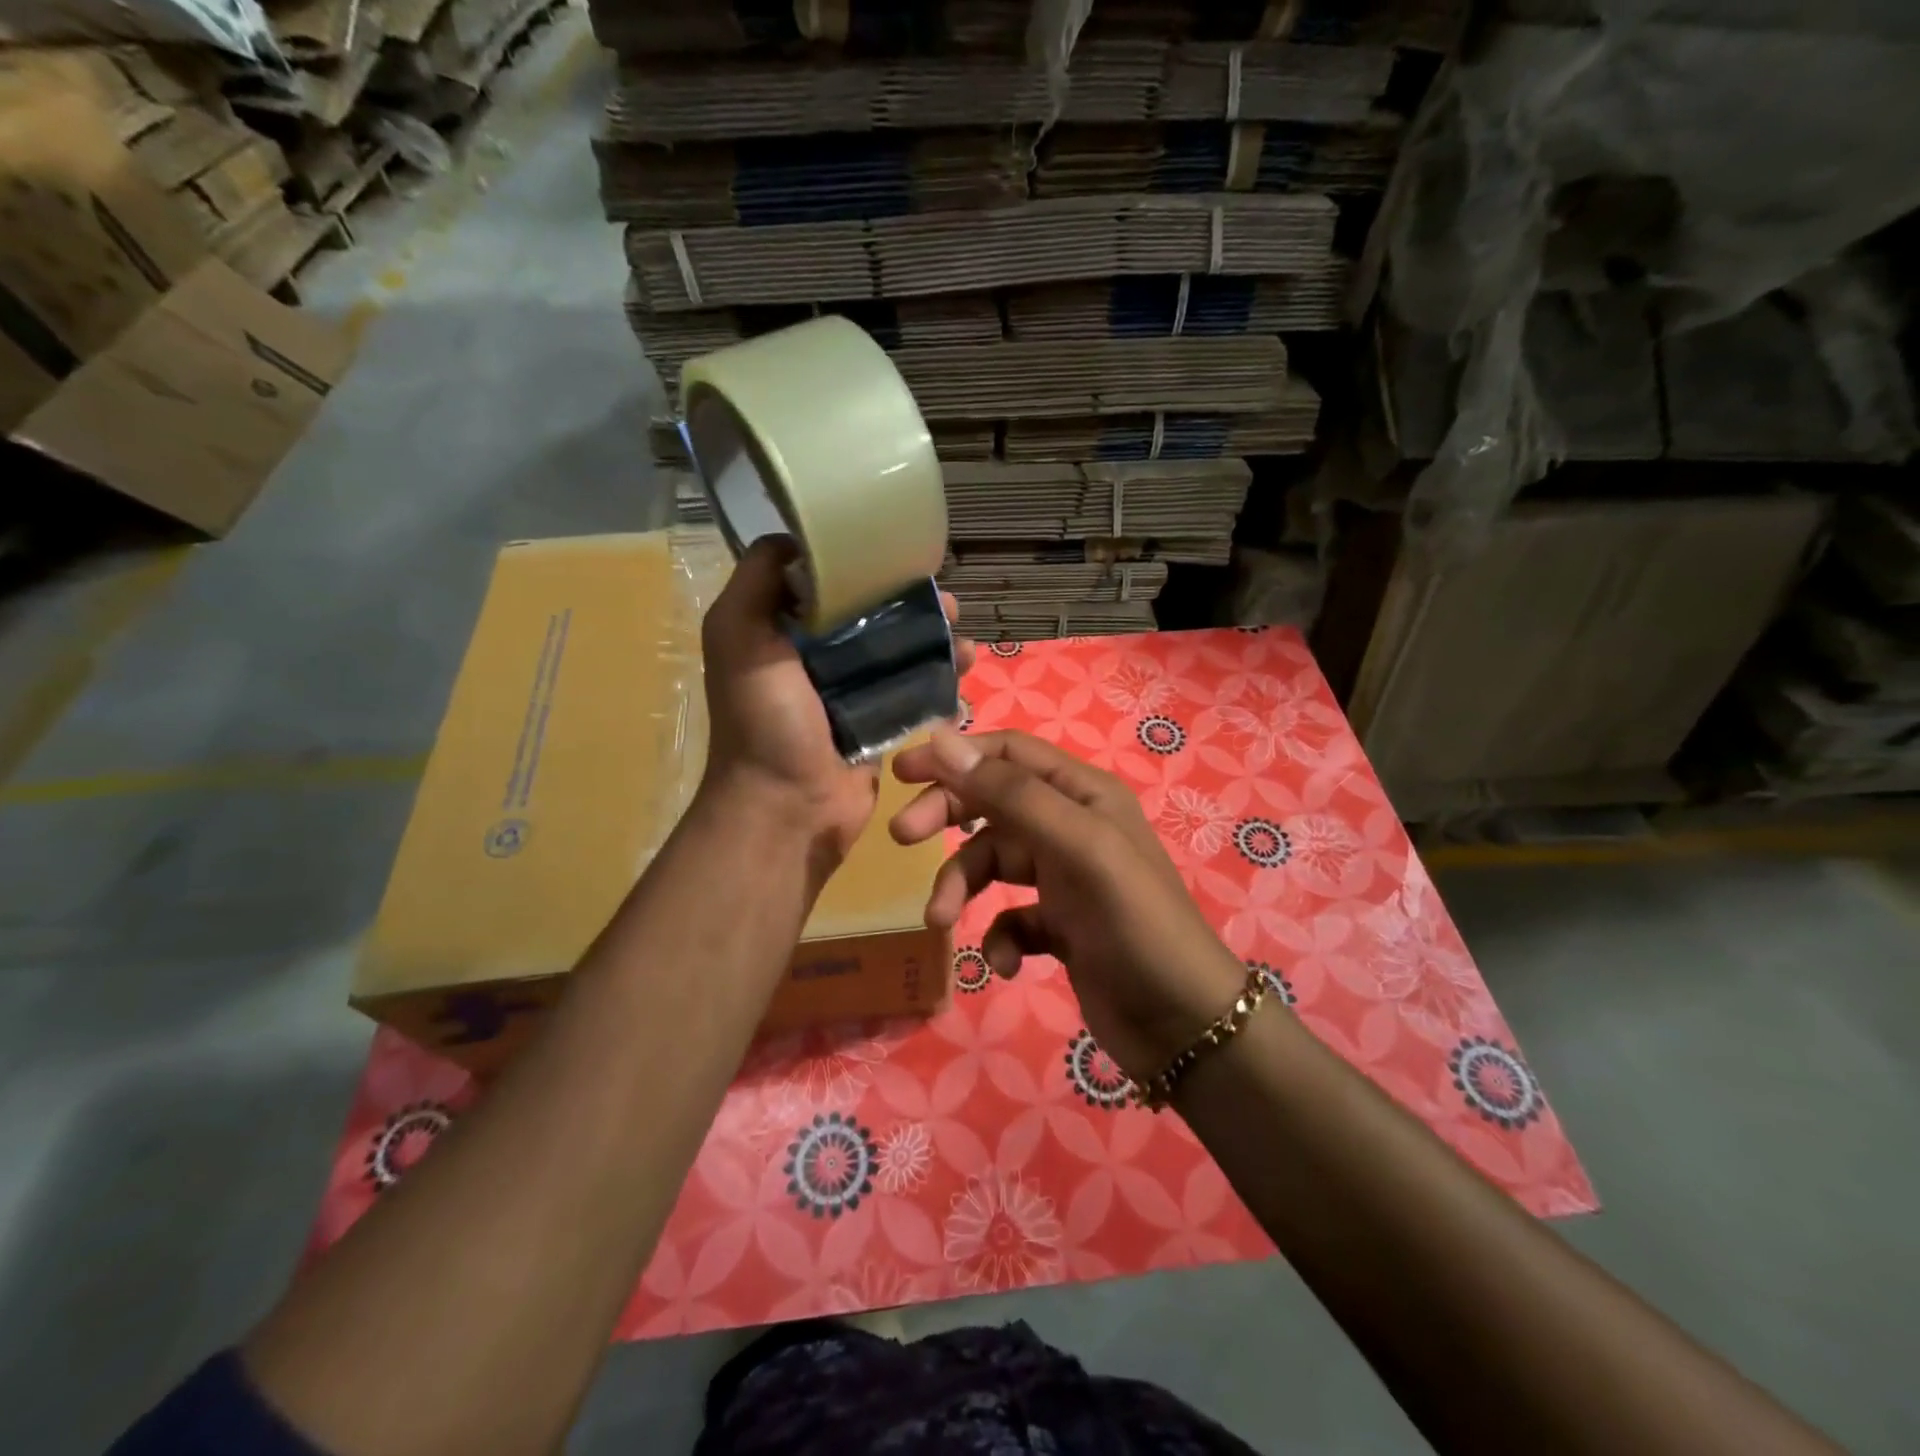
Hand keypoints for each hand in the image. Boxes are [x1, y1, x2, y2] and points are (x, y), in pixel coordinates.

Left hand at [701, 537, 973, 864]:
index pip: (827, 586)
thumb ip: (756, 581)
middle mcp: (815, 658)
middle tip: (947, 601)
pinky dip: (940, 676)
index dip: (862, 567)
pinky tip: (966, 666)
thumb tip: (794, 539)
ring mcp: (851, 693)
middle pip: (872, 617)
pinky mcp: (880, 724)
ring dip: (935, 639)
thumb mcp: (738, 637)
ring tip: (964, 637)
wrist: (788, 808)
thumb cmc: (765, 721)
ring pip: (900, 651)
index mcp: (781, 633)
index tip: (898, 554)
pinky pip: (914, 690)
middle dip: (911, 604)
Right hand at [889, 728, 1248, 1081]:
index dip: (955, 755)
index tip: (901, 773)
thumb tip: (942, 738)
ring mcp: (1064, 878)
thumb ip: (1010, 794)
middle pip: (992, 803)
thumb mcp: (1075, 847)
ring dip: (962, 886)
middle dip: (947, 816)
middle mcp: (1071, 826)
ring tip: (941, 920)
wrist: (1183, 1024)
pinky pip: (1010, 917)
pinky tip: (1007, 963)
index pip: (1008, 753)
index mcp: (1082, 794)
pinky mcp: (1058, 926)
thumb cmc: (1134, 923)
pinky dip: (999, 937)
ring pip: (992, 862)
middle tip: (902, 837)